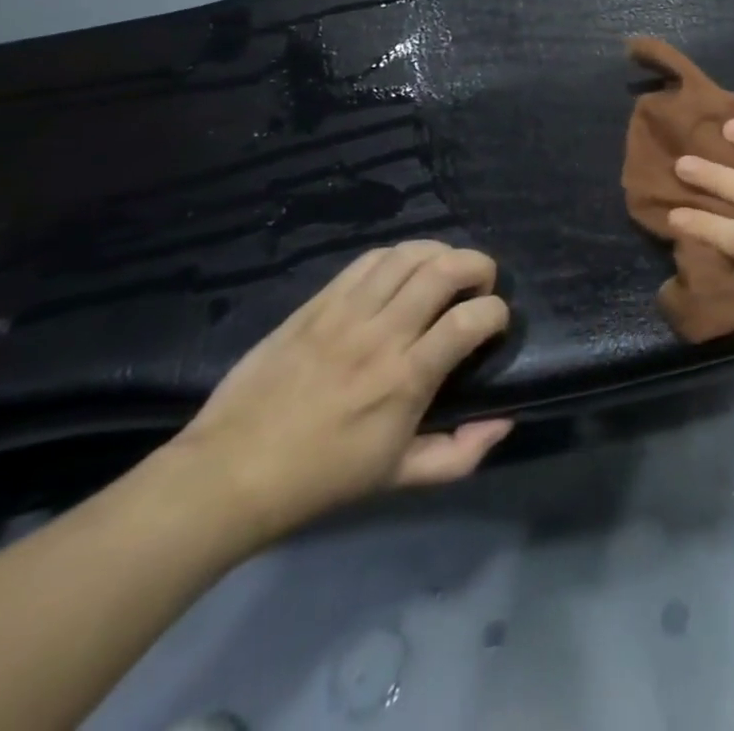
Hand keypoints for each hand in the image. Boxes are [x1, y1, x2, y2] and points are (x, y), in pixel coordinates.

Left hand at [169, 242, 511, 543]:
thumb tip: (505, 419)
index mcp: (405, 379)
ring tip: (445, 272)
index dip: (496, 313)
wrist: (228, 474)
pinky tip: (402, 273)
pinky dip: (399, 256)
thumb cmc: (321, 479)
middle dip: (480, 266)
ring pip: (409, 254)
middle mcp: (381, 335)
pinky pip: (369, 260)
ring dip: (441, 254)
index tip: (495, 324)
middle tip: (480, 286)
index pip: (470, 319)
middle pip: (446, 269)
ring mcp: (346, 313)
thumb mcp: (398, 478)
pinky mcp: (317, 303)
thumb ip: (460, 453)